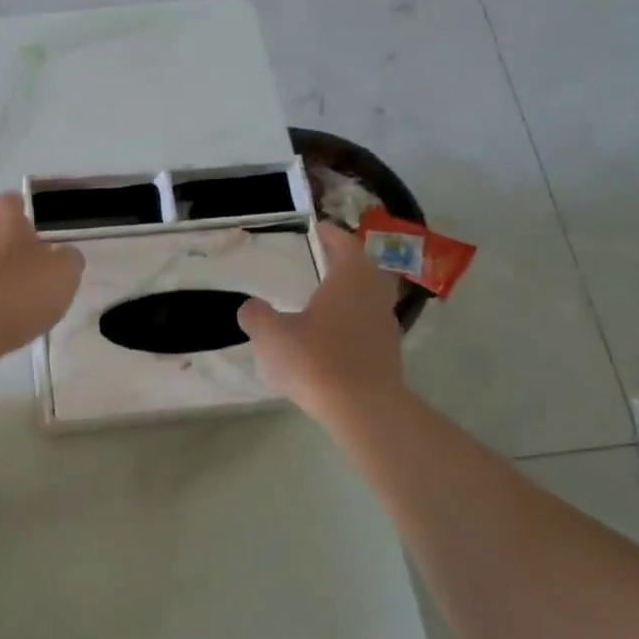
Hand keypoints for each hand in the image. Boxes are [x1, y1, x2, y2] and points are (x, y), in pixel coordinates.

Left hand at [0, 194, 84, 356]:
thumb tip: (64, 255)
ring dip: (2, 280)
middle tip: (36, 270)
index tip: (33, 222)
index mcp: (6, 225)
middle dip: (13, 250)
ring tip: (26, 304)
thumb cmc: (21, 289)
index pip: (9, 202)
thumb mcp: (64, 272)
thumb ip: (68, 259)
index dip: (20, 208)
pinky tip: (7, 323)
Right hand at [238, 224, 404, 418]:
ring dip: (352, 293)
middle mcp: (373, 297)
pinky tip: (332, 336)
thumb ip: (257, 316)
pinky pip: (369, 327)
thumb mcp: (271, 335)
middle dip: (346, 262)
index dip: (332, 235)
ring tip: (325, 298)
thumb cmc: (316, 360)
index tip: (318, 228)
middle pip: (365, 270)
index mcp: (349, 281)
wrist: (363, 410)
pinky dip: (353, 322)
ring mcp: (385, 327)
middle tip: (324, 260)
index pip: (345, 245)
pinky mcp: (388, 356)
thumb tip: (251, 307)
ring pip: (370, 299)